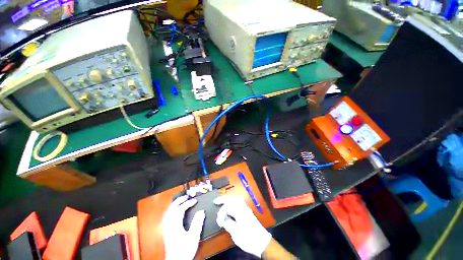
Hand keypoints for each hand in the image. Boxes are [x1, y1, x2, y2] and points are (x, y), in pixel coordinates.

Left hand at [162, 195, 205, 259]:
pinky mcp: (166, 231)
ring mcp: (166, 228)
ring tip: (180, 201)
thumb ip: (197, 223)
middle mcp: (169, 225)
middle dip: (179, 201)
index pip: (180, 210)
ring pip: (167, 213)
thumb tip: (201, 211)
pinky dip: (170, 211)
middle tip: (186, 196)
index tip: (195, 201)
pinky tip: (174, 211)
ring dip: (174, 205)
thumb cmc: (185, 249)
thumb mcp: (193, 237)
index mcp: (175, 225)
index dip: (188, 203)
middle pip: (171, 209)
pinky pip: (166, 217)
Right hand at [214, 196, 271, 257]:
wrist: (262, 242)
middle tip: (215, 201)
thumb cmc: (248, 238)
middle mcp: (243, 207)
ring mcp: (246, 209)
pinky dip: (233, 201)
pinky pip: (239, 202)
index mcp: (240, 211)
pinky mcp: (247, 212)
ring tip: (222, 201)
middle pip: (232, 198)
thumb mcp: (236, 233)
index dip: (221, 213)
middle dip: (223, 199)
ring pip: (236, 199)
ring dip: (228, 199)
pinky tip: (231, 203)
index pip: (228, 206)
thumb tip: (222, 218)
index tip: (218, 221)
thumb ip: (228, 223)